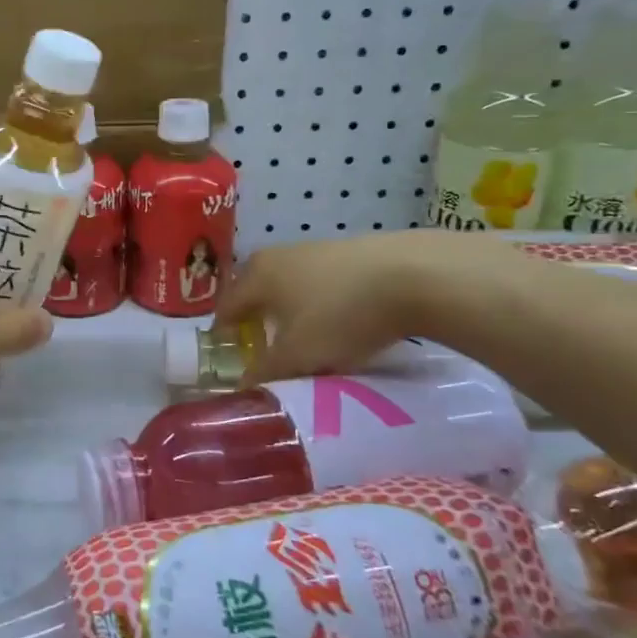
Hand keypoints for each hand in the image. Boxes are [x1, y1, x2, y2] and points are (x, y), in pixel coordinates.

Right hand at [216, 230, 521, 383]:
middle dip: (258, 322)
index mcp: (256, 275)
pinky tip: (342, 324)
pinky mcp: (350, 253)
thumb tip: (244, 387)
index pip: (226, 306)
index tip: (228, 358)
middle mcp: (278, 256)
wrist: (413, 276)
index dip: (223, 334)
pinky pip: (323, 284)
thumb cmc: (339, 315)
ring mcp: (316, 249)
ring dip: (292, 313)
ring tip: (308, 342)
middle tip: (266, 351)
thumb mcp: (298, 355)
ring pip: (291, 288)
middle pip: (257, 293)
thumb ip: (266, 372)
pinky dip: (323, 305)